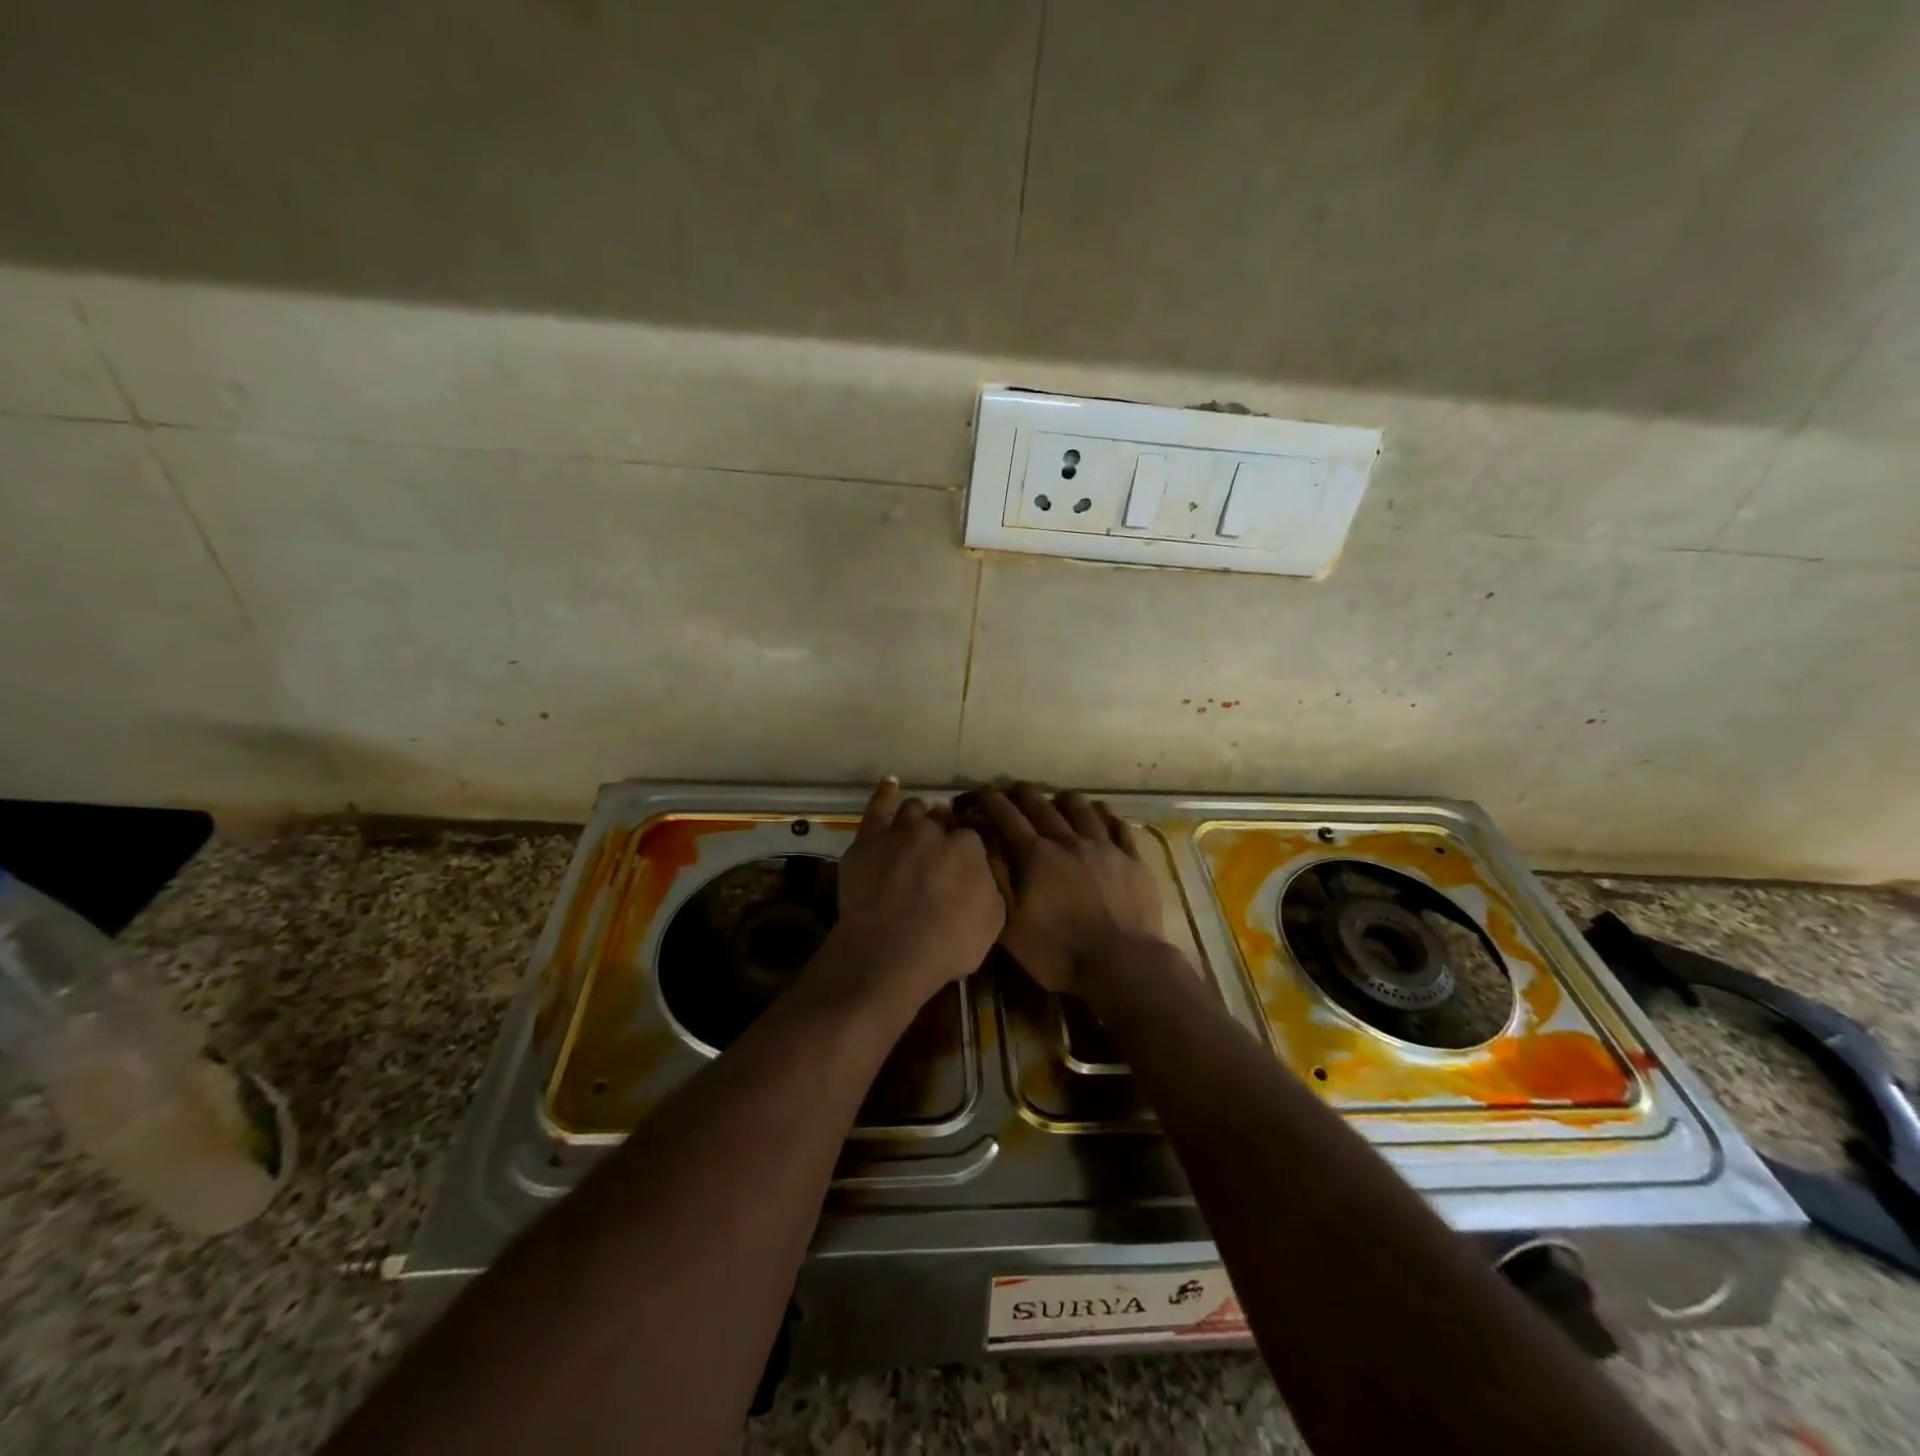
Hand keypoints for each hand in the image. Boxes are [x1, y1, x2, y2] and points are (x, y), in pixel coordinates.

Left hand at [823, 779, 1004, 1013]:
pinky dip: (885, 793)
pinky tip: (891, 784)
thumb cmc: (948, 945)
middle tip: (941, 852)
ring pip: (914, 810)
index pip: (972, 836)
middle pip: (943, 820)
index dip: (969, 849)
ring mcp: (900, 831)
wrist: (890, 955)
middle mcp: (936, 830)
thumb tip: (984, 869)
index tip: (965, 862)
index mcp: (970, 847)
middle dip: (945, 830)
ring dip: (919, 816)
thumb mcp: (993, 920)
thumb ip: (991, 885)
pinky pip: (877, 807)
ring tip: (918, 830)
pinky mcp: (868, 840)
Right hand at [968, 785, 1164, 995]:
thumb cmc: (1059, 951)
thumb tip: (985, 844)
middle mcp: (1069, 841)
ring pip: (1082, 809)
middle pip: (1042, 806)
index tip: (979, 791)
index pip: (1007, 817)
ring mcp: (1104, 847)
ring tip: (1057, 798)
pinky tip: (1101, 813)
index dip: (990, 800)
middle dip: (1023, 794)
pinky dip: (1105, 814)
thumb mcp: (1012, 925)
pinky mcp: (1132, 859)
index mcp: (1037, 856)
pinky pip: (1118, 826)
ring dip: (1064, 799)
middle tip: (1012, 789)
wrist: (1123, 964)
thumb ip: (997, 880)